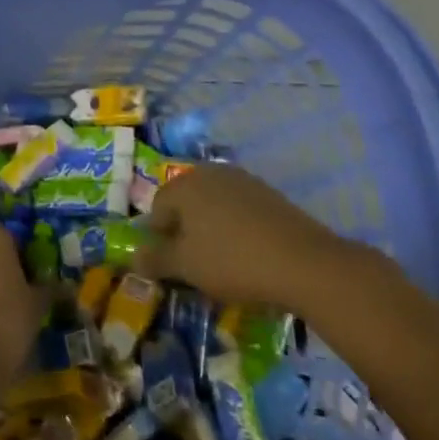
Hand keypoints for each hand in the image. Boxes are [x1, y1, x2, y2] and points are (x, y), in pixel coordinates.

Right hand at [135, 164, 351, 309]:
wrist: (305, 263)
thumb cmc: (233, 261)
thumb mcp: (186, 266)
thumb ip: (155, 259)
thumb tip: (133, 257)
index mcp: (185, 184)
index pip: (157, 208)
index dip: (157, 238)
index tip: (169, 264)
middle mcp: (211, 173)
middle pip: (185, 202)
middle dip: (183, 230)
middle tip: (192, 262)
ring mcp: (243, 180)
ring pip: (213, 205)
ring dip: (209, 228)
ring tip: (220, 260)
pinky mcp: (269, 194)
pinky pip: (239, 209)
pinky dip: (235, 228)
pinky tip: (246, 252)